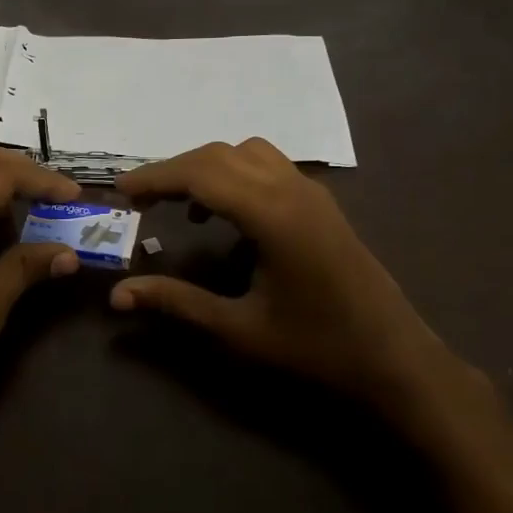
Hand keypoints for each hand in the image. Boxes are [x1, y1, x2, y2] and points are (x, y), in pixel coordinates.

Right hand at [110, 138, 445, 401]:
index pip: (201, 173)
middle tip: (139, 199)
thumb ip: (177, 303)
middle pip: (220, 154)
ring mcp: (312, 192)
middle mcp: (292, 189)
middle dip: (174, 170)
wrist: (394, 359)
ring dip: (206, 168)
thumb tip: (118, 295)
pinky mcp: (321, 204)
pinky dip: (234, 174)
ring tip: (178, 203)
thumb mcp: (238, 329)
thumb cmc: (316, 348)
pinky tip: (223, 216)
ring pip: (247, 153)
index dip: (155, 178)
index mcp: (273, 214)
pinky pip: (269, 167)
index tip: (120, 192)